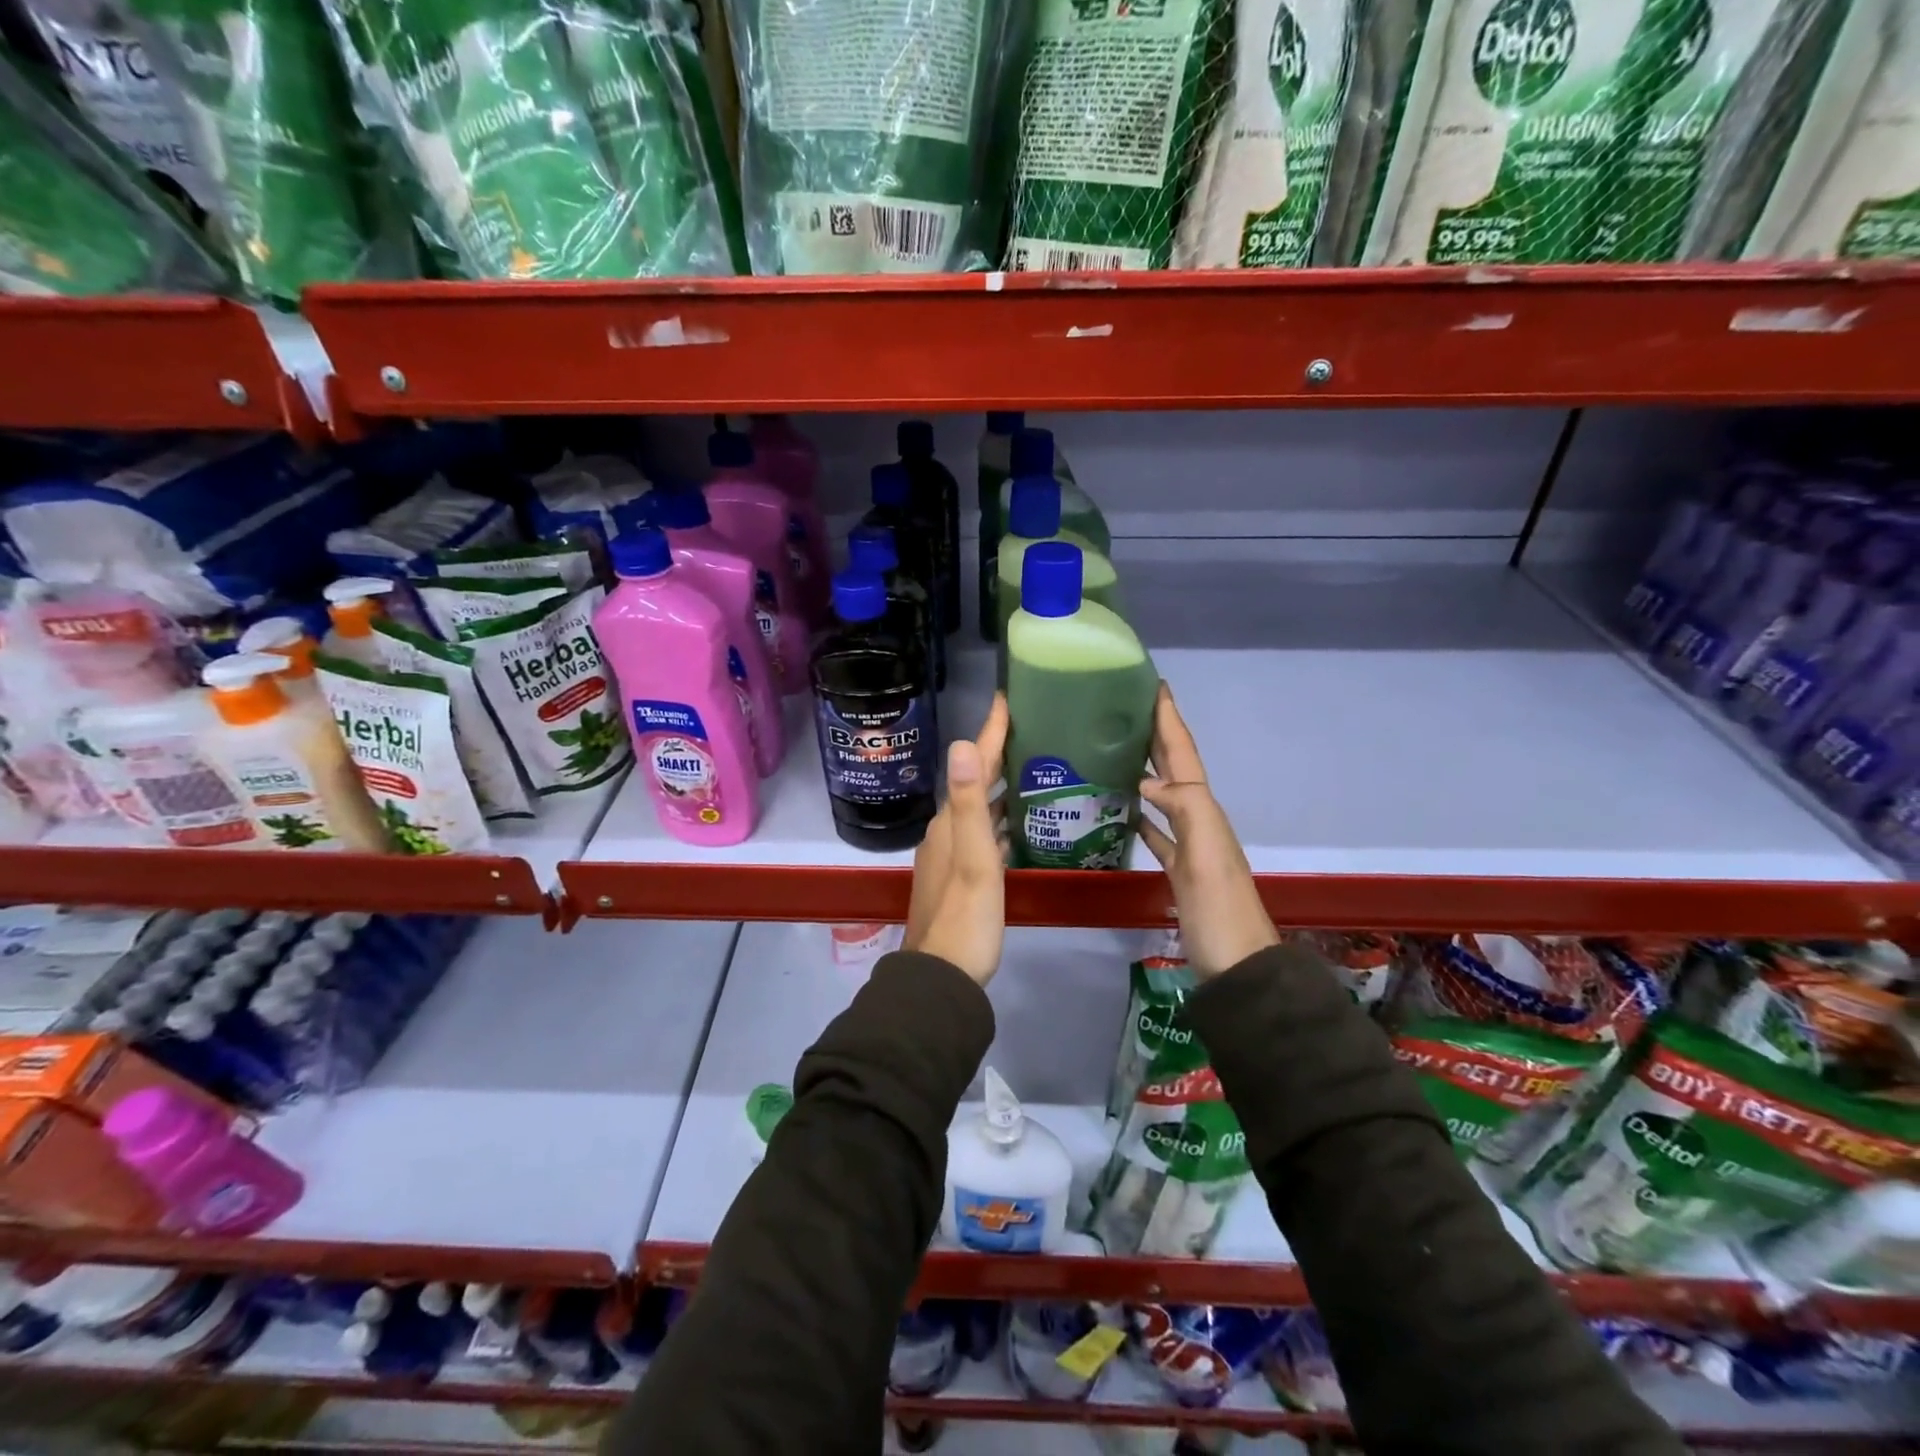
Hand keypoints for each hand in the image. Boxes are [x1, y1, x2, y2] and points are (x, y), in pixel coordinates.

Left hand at [903, 693, 1008, 985]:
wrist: (943, 976)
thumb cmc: (966, 916)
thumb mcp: (973, 859)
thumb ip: (967, 804)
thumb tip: (960, 745)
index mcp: (949, 823)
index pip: (972, 765)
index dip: (989, 732)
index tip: (1007, 699)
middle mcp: (945, 832)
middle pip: (973, 782)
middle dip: (996, 754)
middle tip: (1029, 730)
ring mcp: (951, 855)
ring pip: (977, 808)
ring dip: (998, 786)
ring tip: (1030, 769)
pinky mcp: (961, 876)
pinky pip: (983, 833)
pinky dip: (999, 819)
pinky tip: (1018, 824)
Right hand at [1136, 683, 1277, 979]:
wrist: (1238, 967)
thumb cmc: (1220, 911)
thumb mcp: (1206, 857)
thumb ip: (1183, 810)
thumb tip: (1144, 781)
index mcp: (1204, 810)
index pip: (1183, 755)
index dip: (1170, 721)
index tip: (1155, 686)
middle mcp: (1198, 819)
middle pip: (1175, 767)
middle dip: (1157, 734)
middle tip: (1129, 707)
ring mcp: (1190, 845)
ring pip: (1165, 794)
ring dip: (1147, 769)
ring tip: (1119, 748)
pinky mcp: (1179, 870)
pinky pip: (1157, 830)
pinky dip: (1142, 814)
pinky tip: (1124, 808)